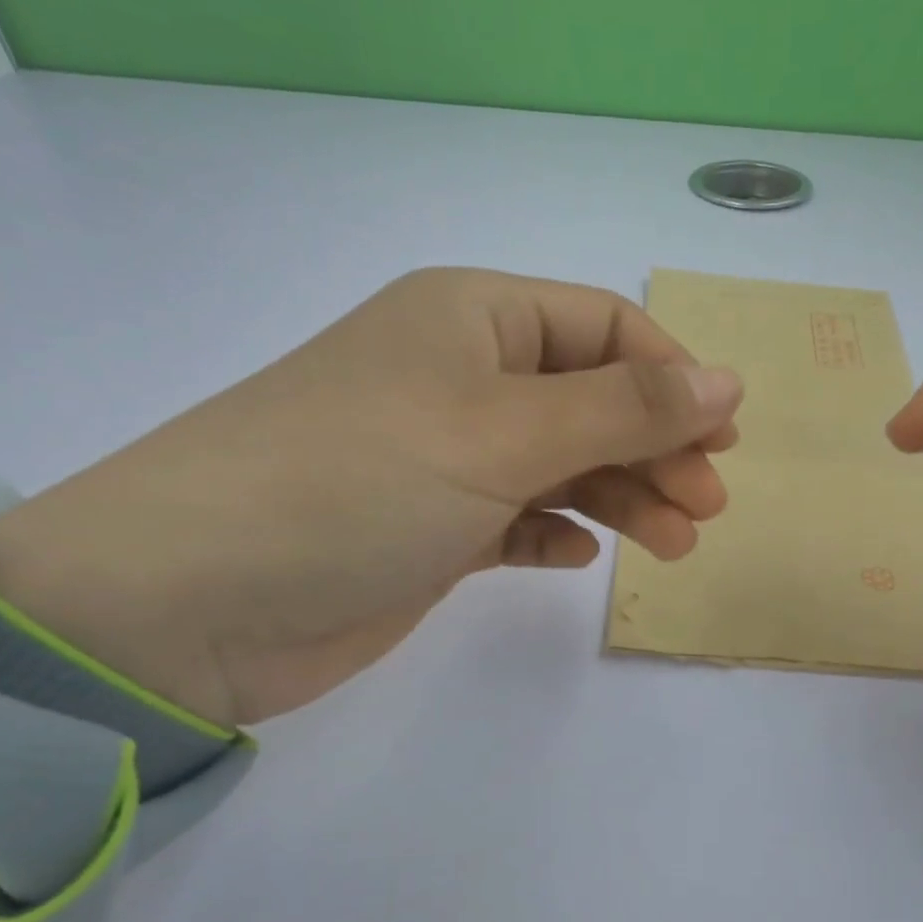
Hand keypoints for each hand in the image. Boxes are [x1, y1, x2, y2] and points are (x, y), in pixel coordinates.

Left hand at [0, 268, 743, 724]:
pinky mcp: (432, 527)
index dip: (673, 380)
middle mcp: (461, 377)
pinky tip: (577, 555)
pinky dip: (556, 531)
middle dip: (657, 449)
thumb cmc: (359, 481)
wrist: (193, 602)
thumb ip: (624, 410)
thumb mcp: (504, 431)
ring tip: (674, 547)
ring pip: (564, 465)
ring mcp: (446, 456)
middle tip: (707, 508)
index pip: (604, 330)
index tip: (723, 439)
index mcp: (473, 319)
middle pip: (592, 401)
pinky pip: (518, 517)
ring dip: (624, 499)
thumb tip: (728, 381)